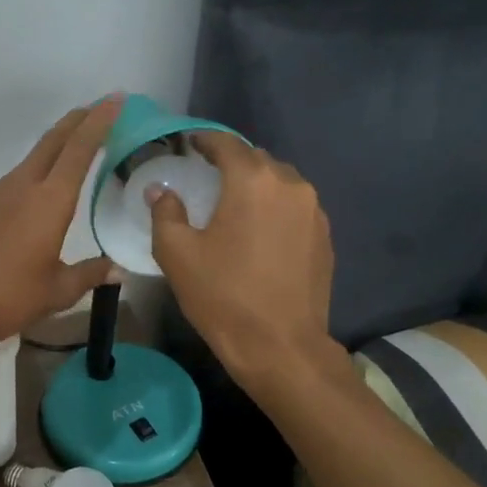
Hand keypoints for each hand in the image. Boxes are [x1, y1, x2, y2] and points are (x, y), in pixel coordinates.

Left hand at [0, 98, 123, 356]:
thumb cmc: (10, 299)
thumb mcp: (58, 291)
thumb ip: (90, 274)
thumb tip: (116, 269)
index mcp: (50, 201)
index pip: (80, 149)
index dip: (100, 121)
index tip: (115, 99)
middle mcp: (21, 186)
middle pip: (53, 141)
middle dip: (77, 121)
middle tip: (97, 109)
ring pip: (29, 163)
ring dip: (52, 153)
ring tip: (69, 160)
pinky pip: (8, 186)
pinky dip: (27, 183)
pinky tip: (28, 209)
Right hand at [149, 133, 336, 388]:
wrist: (281, 346)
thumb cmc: (223, 296)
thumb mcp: (178, 254)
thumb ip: (165, 213)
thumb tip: (161, 191)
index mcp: (252, 180)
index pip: (226, 143)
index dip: (205, 140)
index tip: (189, 144)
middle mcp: (290, 185)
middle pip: (256, 159)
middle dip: (231, 161)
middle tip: (207, 175)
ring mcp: (313, 211)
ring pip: (280, 182)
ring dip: (256, 184)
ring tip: (235, 203)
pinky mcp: (325, 237)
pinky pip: (295, 207)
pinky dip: (275, 208)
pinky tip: (260, 231)